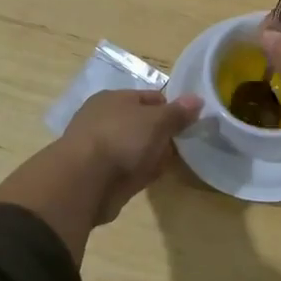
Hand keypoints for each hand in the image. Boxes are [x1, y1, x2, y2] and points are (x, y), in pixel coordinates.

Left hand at [0, 90, 200, 260]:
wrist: (83, 182)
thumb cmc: (121, 139)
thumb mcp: (156, 121)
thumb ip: (177, 112)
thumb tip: (197, 99)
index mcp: (114, 98)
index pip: (150, 98)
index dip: (171, 108)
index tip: (190, 122)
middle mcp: (105, 119)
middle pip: (142, 123)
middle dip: (163, 133)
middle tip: (185, 143)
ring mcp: (101, 148)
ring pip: (136, 147)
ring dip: (152, 154)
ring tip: (174, 161)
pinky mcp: (100, 175)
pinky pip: (129, 169)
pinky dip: (141, 172)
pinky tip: (155, 177)